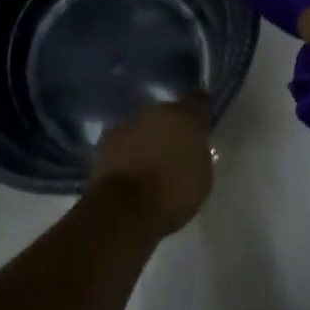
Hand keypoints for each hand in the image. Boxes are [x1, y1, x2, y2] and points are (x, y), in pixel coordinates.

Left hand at [88, 94, 213, 235]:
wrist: (125, 209)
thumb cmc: (172, 196)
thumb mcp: (202, 179)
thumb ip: (199, 153)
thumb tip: (192, 147)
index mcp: (185, 118)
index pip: (198, 100)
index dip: (200, 110)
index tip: (201, 122)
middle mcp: (156, 111)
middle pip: (168, 113)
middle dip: (171, 127)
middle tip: (175, 148)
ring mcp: (129, 122)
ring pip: (144, 124)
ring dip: (147, 137)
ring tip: (150, 161)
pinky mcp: (107, 138)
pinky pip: (124, 139)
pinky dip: (128, 149)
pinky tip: (130, 167)